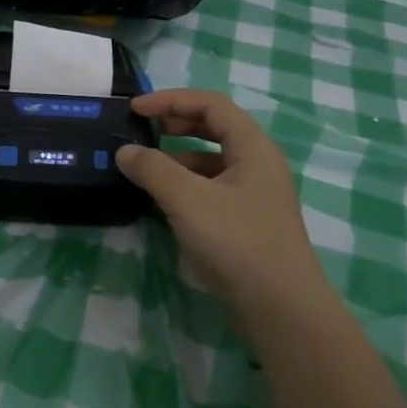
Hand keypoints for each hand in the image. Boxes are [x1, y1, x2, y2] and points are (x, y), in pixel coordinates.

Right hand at [116, 90, 322, 310]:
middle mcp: (257, 165)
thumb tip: (126, 151)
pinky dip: (184, 187)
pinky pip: (211, 190)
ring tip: (143, 171)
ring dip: (177, 159)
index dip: (171, 99)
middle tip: (141, 132)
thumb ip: (153, 169)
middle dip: (175, 125)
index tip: (135, 110)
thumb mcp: (187, 200)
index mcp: (253, 148)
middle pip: (214, 129)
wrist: (280, 308)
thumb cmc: (237, 243)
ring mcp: (254, 196)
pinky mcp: (246, 223)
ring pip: (211, 162)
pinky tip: (162, 203)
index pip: (211, 105)